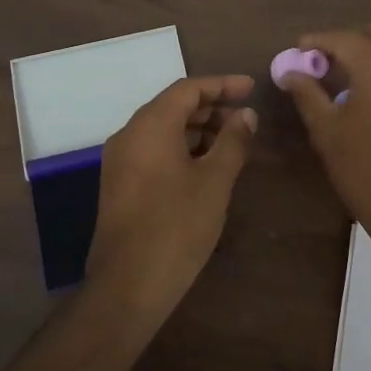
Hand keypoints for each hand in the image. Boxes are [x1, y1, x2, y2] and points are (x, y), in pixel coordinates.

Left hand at [88, 74, 257, 321]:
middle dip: (211, 109)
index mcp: (150, 125)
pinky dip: (181, 149)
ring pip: (163, 130)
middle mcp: (129, 135)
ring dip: (197, 131)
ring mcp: (120, 161)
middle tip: (245, 120)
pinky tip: (206, 168)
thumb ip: (233, 141)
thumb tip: (246, 115)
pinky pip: (153, 151)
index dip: (222, 85)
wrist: (127, 285)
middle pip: (173, 107)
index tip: (251, 88)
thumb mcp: (214, 181)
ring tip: (232, 144)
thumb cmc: (176, 226)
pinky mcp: (120, 184)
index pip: (188, 89)